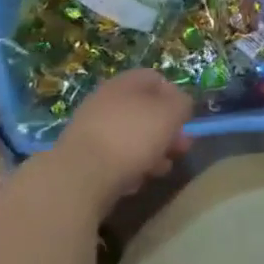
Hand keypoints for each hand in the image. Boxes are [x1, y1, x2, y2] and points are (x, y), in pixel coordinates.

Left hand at [54, 70, 191, 213]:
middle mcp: (106, 101)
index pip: (156, 79)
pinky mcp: (81, 160)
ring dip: (150, 152)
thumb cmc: (131, 138)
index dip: (175, 97)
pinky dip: (128, 169)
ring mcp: (91, 131)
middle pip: (143, 111)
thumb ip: (182, 104)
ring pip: (130, 137)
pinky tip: (134, 184)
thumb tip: (180, 104)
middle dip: (165, 130)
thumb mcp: (169, 115)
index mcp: (125, 83)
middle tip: (180, 149)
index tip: (185, 119)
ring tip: (160, 171)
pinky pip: (113, 159)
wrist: (77, 179)